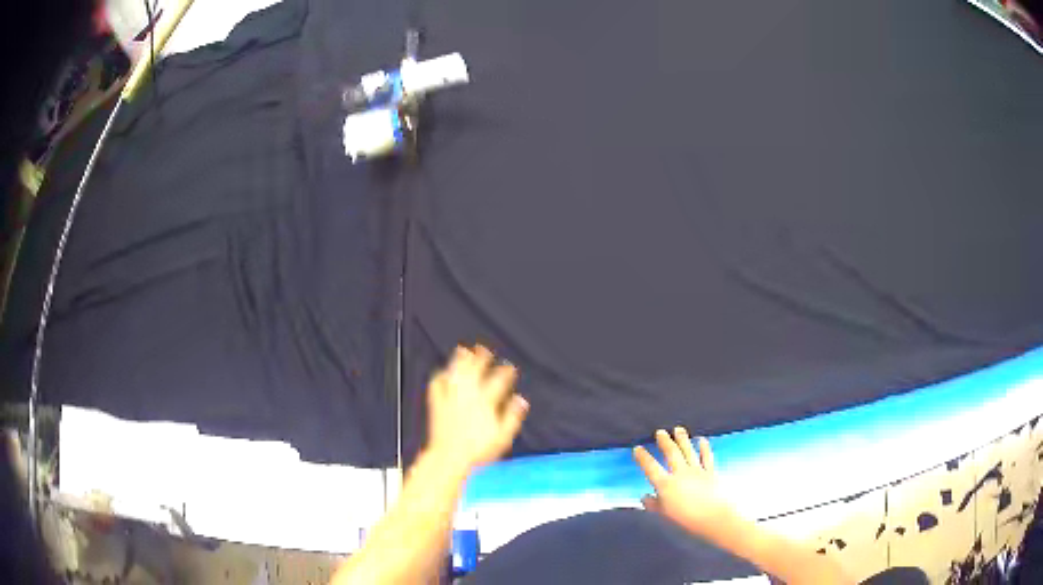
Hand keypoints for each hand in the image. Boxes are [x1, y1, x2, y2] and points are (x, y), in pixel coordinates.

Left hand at [425, 344, 528, 471]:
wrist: (449, 457)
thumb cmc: (478, 450)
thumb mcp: (502, 437)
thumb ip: (512, 416)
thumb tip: (521, 400)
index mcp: (485, 402)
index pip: (498, 380)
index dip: (505, 371)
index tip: (509, 367)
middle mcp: (468, 396)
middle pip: (474, 370)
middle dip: (481, 357)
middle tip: (484, 349)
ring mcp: (451, 398)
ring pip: (456, 373)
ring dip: (460, 360)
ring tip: (464, 350)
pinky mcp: (437, 404)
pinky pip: (437, 385)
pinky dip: (441, 376)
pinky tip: (443, 373)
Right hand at [633, 428, 736, 540]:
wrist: (715, 518)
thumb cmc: (687, 520)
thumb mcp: (665, 515)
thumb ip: (654, 505)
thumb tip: (644, 497)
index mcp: (666, 484)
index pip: (651, 467)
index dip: (643, 457)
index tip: (637, 448)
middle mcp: (681, 473)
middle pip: (671, 453)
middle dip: (665, 441)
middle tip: (660, 432)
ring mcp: (697, 471)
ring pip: (688, 451)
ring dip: (682, 439)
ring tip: (678, 429)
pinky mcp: (711, 472)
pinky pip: (706, 457)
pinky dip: (704, 447)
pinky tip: (702, 440)